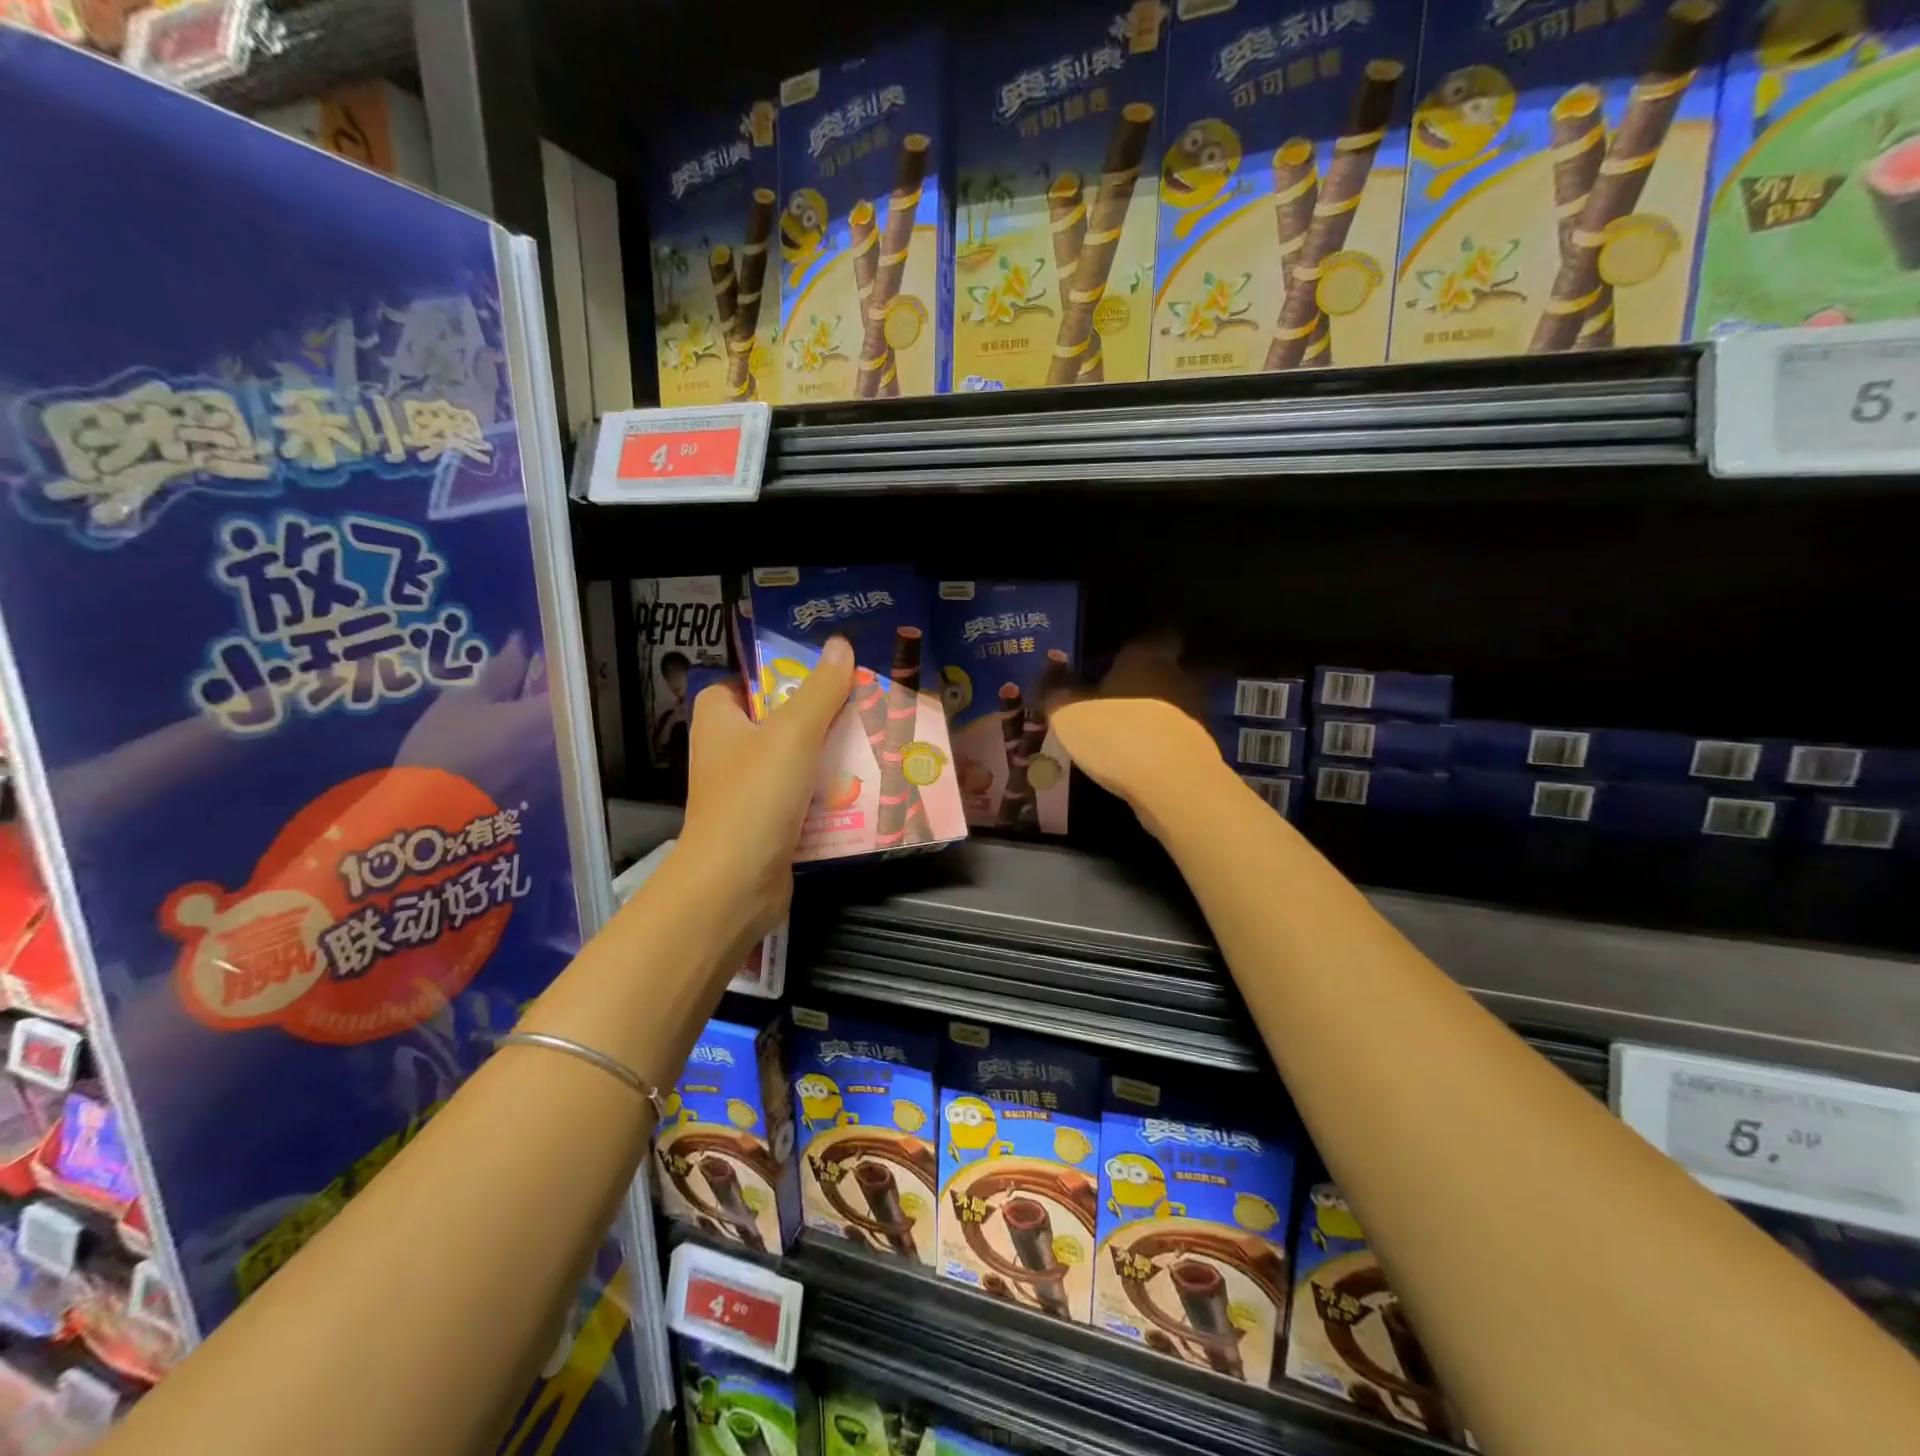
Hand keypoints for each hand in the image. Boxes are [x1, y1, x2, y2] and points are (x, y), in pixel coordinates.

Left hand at [676, 637, 854, 942]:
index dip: (776, 676)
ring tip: (876, 744)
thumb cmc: (756, 796)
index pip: (742, 683)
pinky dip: (830, 795)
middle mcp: (727, 753)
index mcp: (719, 721)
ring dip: (832, 757)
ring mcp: (747, 792)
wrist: (735, 884)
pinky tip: (867, 789)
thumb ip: (820, 689)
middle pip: (778, 722)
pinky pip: (804, 798)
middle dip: (820, 717)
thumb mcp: (793, 732)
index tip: (819, 675)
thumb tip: (841, 646)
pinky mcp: (767, 825)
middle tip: (863, 706)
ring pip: (796, 762)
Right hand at [1045, 636, 1224, 839]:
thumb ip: (1055, 692)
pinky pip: (1174, 739)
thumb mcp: (1068, 715)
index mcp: (1147, 658)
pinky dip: (1159, 746)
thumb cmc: (1117, 735)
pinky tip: (1136, 762)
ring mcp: (1195, 714)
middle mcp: (1177, 678)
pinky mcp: (1201, 749)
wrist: (1174, 786)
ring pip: (1170, 707)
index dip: (1139, 647)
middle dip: (1141, 684)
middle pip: (1164, 672)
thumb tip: (1046, 673)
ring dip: (1150, 717)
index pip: (1157, 636)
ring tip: (1121, 736)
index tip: (1118, 659)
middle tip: (1110, 701)